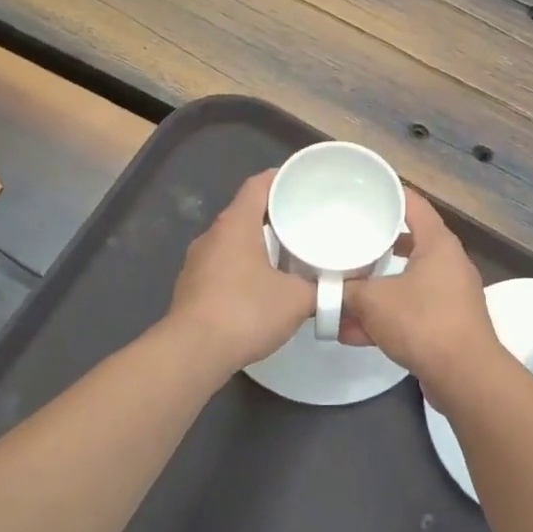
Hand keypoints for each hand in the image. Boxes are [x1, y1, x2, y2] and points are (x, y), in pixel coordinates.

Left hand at [166, 170, 313, 372]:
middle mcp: (212, 236)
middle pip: (246, 212)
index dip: (281, 178)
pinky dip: (244, 267)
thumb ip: (322, 289)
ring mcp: (197, 262)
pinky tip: (263, 286)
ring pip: (233, 241)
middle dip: (275, 214)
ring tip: (289, 254)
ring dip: (259, 243)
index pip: (258, 185)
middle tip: (306, 221)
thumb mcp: (297, 300)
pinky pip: (223, 264)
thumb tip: (340, 288)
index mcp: (235, 224)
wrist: (192, 353)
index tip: (304, 182)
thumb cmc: (246, 312)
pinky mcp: (192, 287)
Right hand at [342, 190, 497, 399]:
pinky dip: (384, 319)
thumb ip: (347, 291)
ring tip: (340, 297)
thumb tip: (325, 290)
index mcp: (438, 244)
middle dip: (374, 248)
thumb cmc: (422, 321)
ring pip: (404, 284)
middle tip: (346, 243)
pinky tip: (351, 333)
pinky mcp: (447, 324)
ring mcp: (450, 296)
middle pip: (407, 245)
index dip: (389, 194)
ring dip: (374, 293)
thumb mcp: (374, 301)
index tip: (364, 190)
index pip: (414, 204)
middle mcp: (448, 264)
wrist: (464, 375)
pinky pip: (409, 312)